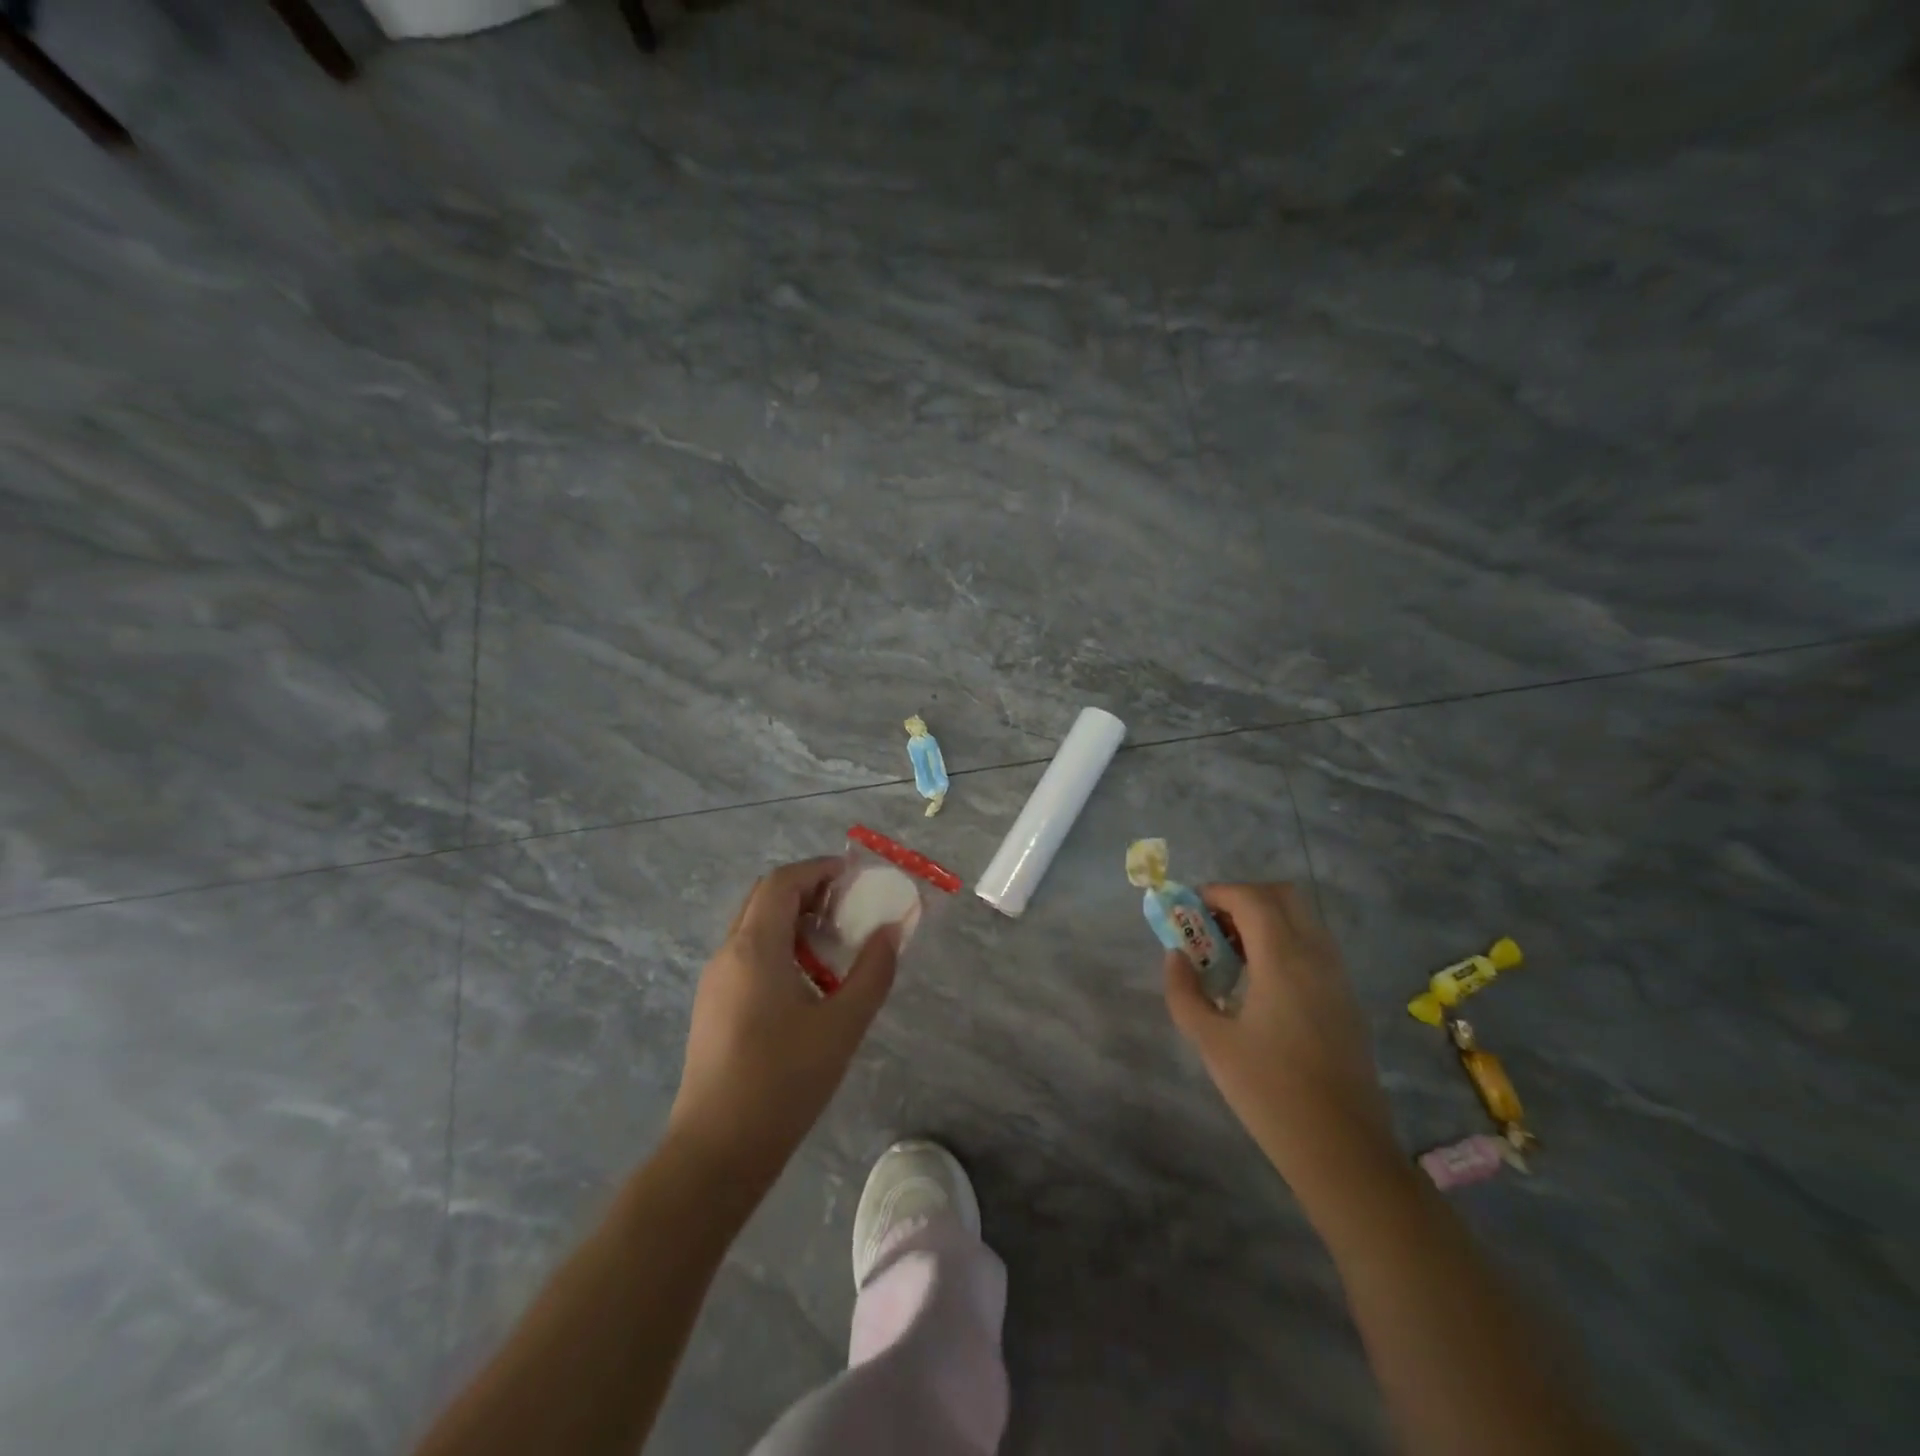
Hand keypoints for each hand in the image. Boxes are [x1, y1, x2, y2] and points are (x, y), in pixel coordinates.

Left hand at [667, 857, 898, 1189]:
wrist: (716, 1152)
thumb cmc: (783, 1083)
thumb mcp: (842, 1026)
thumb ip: (872, 972)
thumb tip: (891, 931)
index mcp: (754, 949)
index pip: (782, 883)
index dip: (818, 870)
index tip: (853, 876)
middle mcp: (728, 954)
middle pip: (764, 898)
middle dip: (806, 889)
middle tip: (847, 904)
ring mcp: (714, 982)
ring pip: (753, 927)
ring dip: (792, 919)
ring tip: (834, 941)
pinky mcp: (712, 1007)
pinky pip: (747, 954)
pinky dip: (779, 946)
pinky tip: (807, 981)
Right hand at [1164, 882, 1396, 1187]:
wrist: (1342, 1150)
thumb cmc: (1269, 1092)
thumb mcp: (1210, 1042)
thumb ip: (1184, 992)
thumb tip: (1176, 956)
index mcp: (1284, 961)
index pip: (1252, 899)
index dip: (1218, 892)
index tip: (1189, 908)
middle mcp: (1317, 957)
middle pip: (1284, 896)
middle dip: (1244, 897)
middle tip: (1212, 925)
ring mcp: (1338, 978)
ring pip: (1303, 919)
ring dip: (1265, 919)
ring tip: (1231, 952)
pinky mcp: (1346, 1000)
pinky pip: (1314, 946)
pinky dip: (1284, 941)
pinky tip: (1260, 981)